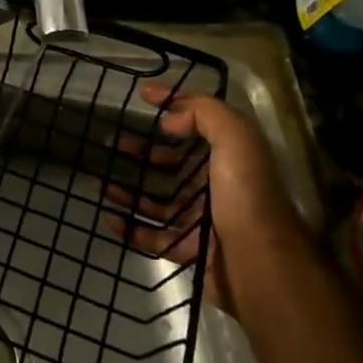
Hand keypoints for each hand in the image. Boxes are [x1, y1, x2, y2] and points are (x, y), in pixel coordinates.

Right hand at [103, 82, 305, 307]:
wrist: (261, 267)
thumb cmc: (246, 197)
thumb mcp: (236, 140)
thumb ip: (205, 115)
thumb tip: (169, 119)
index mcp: (229, 157)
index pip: (197, 123)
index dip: (172, 104)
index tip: (142, 96)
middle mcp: (215, 186)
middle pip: (170, 163)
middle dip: (140, 151)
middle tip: (110, 143)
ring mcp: (201, 220)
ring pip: (157, 201)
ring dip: (129, 190)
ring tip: (100, 182)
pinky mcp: (189, 251)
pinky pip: (152, 237)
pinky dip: (129, 228)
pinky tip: (109, 217)